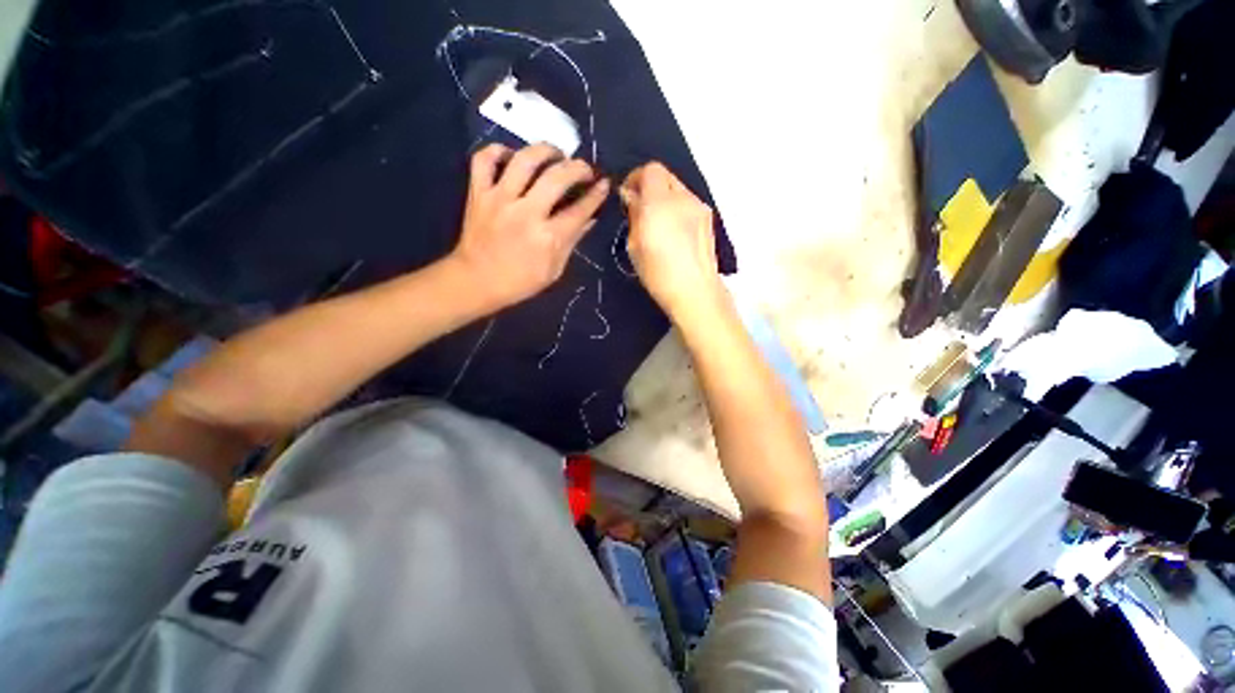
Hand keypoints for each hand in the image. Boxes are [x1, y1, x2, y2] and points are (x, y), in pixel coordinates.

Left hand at [450, 143, 609, 308]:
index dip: (596, 195)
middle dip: (578, 168)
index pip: (579, 210)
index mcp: (548, 238)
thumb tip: (590, 219)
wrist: (476, 282)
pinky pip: (484, 160)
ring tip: (555, 154)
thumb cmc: (520, 281)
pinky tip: (512, 156)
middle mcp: (526, 213)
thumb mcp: (554, 269)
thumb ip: (572, 241)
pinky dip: (498, 150)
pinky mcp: (478, 193)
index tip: (604, 184)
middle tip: (585, 169)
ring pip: (524, 160)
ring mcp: (500, 199)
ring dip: (545, 150)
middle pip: (557, 177)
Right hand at [620, 162, 724, 320]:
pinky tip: (674, 232)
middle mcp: (682, 197)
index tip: (628, 196)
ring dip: (664, 197)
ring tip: (658, 223)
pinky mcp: (708, 219)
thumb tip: (632, 197)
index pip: (650, 170)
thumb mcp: (634, 245)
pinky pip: (688, 203)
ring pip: (678, 189)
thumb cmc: (658, 272)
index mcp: (659, 202)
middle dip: (650, 186)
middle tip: (641, 208)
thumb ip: (634, 215)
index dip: (636, 178)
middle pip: (665, 175)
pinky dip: (677, 208)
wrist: (694, 291)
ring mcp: (699, 207)